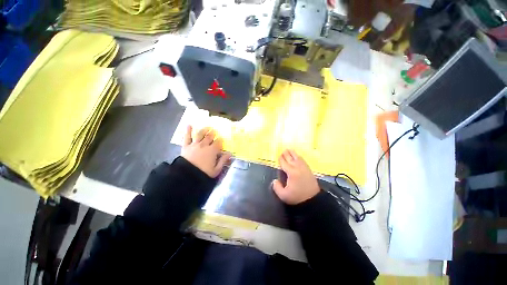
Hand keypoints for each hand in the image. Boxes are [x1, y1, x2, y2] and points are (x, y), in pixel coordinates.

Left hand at [181, 126, 230, 177]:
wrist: (187, 175)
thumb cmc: (203, 172)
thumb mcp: (216, 169)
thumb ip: (223, 161)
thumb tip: (230, 154)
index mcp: (212, 150)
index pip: (218, 142)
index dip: (220, 140)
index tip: (221, 139)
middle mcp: (204, 145)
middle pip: (209, 137)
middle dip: (213, 133)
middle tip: (214, 130)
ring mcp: (195, 144)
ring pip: (200, 134)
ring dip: (204, 130)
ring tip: (207, 127)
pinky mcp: (186, 146)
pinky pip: (187, 137)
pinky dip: (188, 131)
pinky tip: (189, 125)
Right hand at [272, 149, 319, 204]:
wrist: (313, 200)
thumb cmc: (297, 197)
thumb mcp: (284, 195)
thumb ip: (277, 187)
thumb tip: (275, 181)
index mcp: (291, 172)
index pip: (284, 163)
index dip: (281, 159)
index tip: (279, 156)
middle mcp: (297, 167)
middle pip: (290, 158)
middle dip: (286, 154)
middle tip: (283, 150)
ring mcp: (304, 168)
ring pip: (297, 158)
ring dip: (293, 153)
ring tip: (290, 150)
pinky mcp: (309, 170)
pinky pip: (303, 160)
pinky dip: (299, 157)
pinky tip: (298, 156)